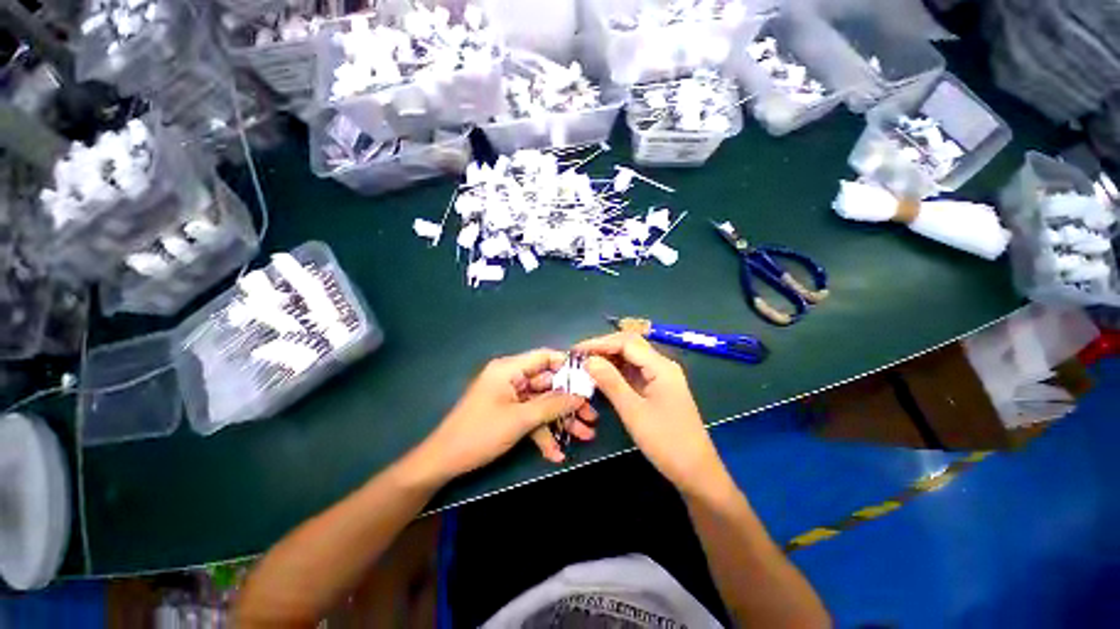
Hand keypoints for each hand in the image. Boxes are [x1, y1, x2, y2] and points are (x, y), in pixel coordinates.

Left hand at [414, 349, 597, 483]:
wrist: (443, 463)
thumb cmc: (480, 433)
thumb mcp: (520, 419)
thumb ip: (552, 405)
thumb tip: (580, 396)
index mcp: (509, 369)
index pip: (544, 357)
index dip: (567, 366)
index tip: (589, 380)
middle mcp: (511, 378)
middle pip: (547, 384)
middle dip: (569, 402)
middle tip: (591, 416)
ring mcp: (510, 397)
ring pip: (542, 403)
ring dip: (561, 420)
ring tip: (585, 436)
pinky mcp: (508, 413)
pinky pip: (531, 417)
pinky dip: (543, 433)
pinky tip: (556, 454)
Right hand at [575, 333, 725, 494]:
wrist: (696, 471)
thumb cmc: (666, 442)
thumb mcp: (633, 411)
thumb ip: (610, 382)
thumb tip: (588, 360)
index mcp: (660, 366)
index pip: (626, 342)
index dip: (599, 343)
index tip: (576, 351)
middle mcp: (662, 365)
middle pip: (629, 345)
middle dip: (603, 348)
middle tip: (579, 356)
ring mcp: (660, 377)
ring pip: (631, 358)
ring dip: (608, 358)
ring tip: (586, 364)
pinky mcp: (657, 388)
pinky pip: (633, 372)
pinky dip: (616, 371)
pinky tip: (602, 376)